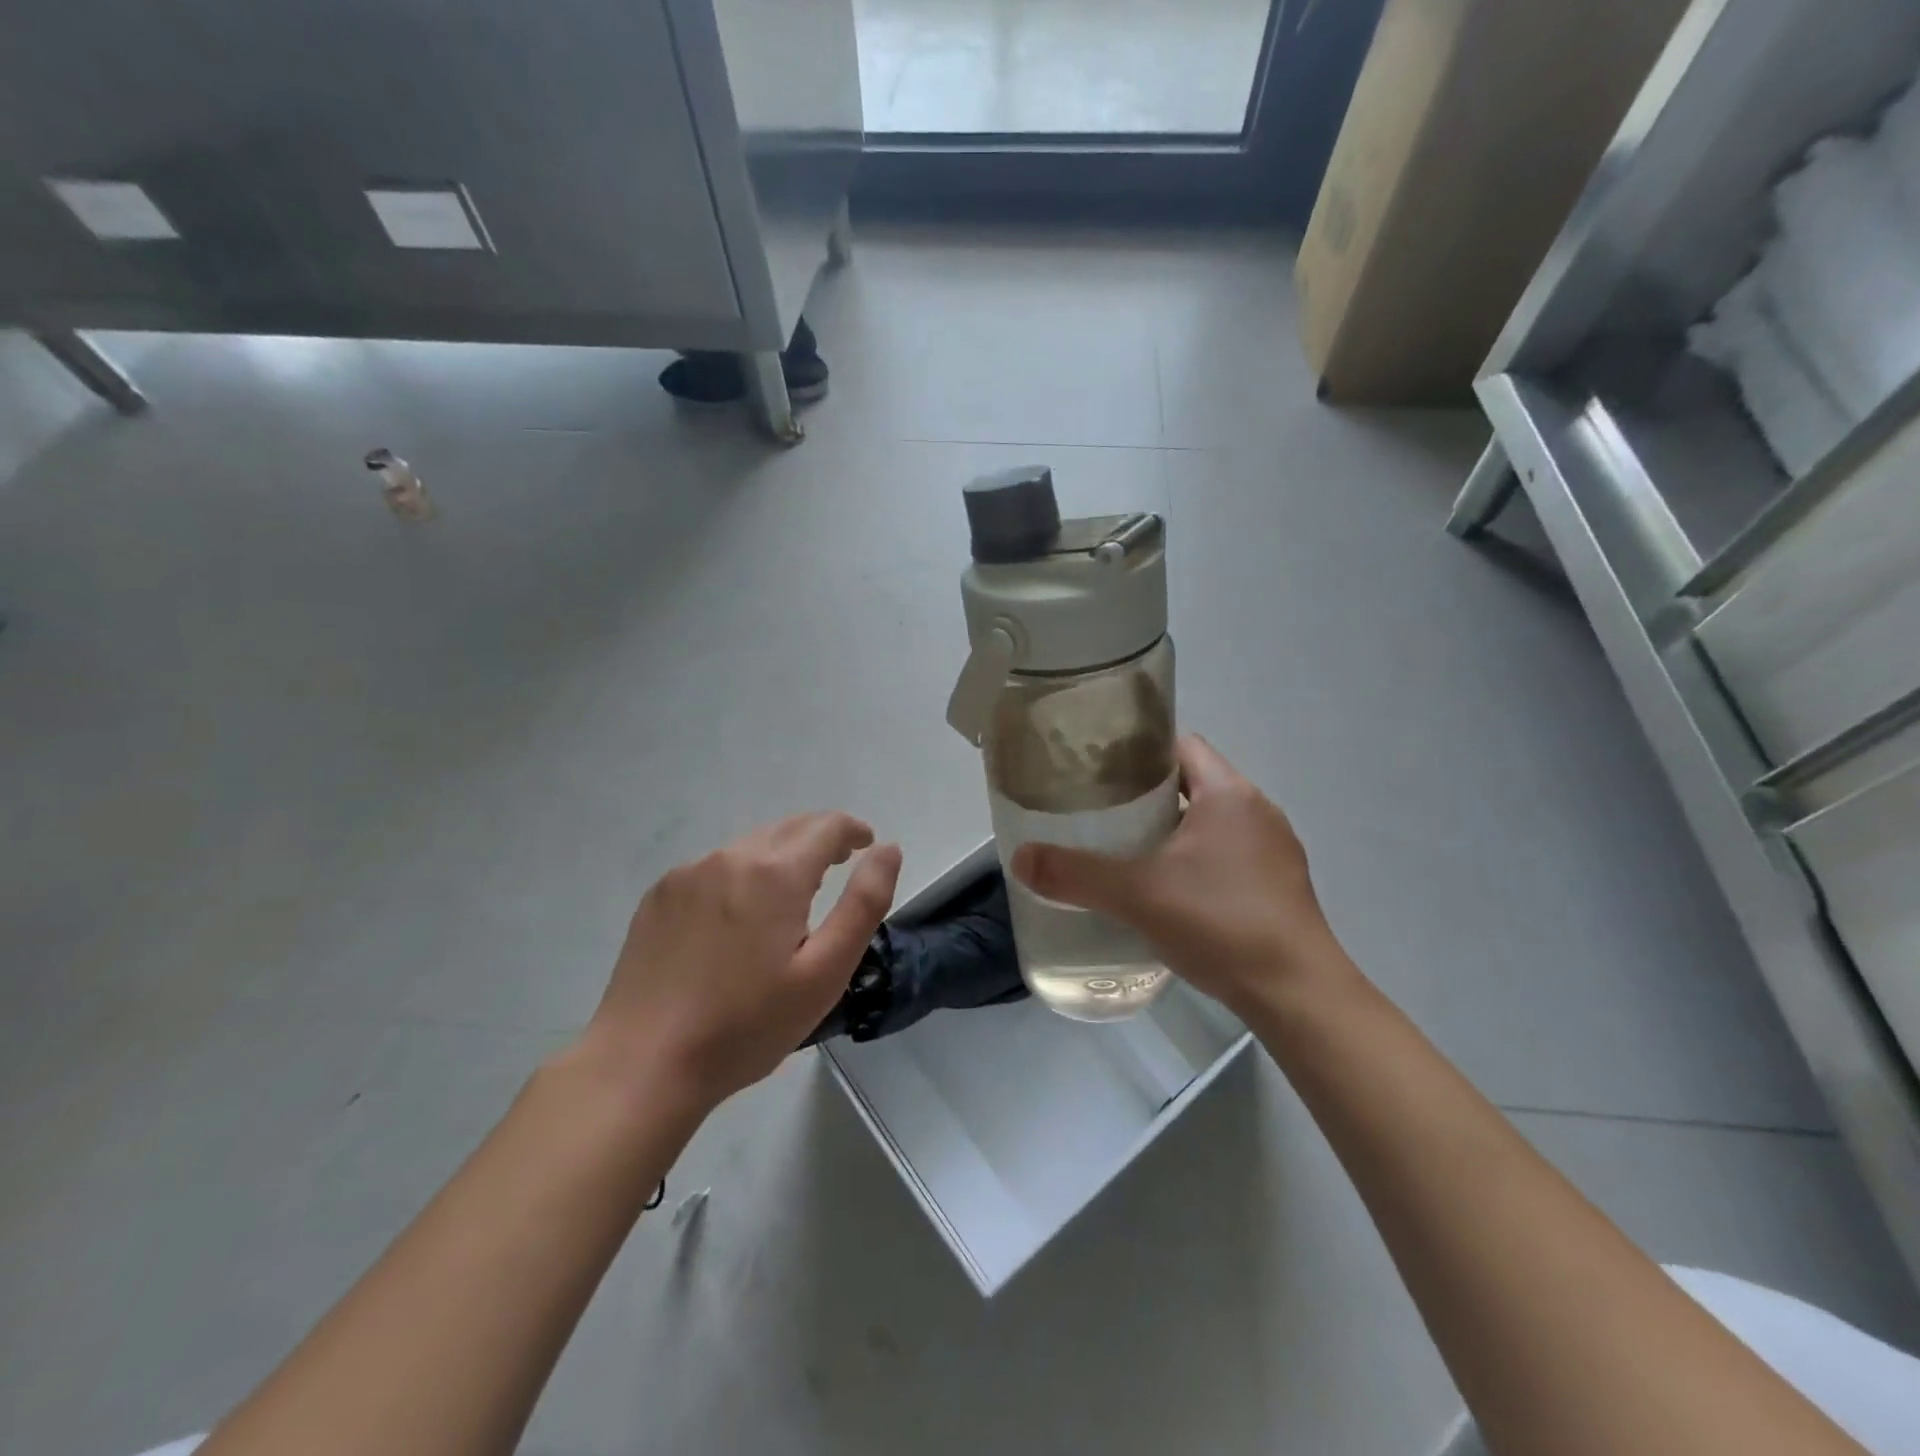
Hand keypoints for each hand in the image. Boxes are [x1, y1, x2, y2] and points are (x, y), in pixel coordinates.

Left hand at [584, 814, 902, 1110]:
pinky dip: (740, 876)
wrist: (643, 1064)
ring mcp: (687, 874)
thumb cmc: (746, 1024)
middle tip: (838, 866)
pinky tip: (736, 919)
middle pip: (787, 828)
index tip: (866, 845)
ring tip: (790, 896)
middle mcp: (730, 857)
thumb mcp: (825, 972)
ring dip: (779, 858)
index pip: (826, 826)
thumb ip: (864, 903)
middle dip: (819, 839)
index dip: (852, 830)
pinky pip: (713, 869)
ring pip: (749, 847)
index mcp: (775, 872)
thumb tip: (887, 849)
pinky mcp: (659, 896)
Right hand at [1012, 736, 1345, 1017]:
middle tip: (1103, 812)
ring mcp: (1275, 849)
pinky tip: (1172, 892)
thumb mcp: (1137, 895)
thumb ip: (1076, 874)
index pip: (1181, 746)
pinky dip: (1199, 860)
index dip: (1140, 751)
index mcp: (1228, 794)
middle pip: (1194, 782)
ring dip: (1174, 829)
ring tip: (1129, 850)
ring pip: (1212, 821)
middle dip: (1149, 793)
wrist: (1297, 993)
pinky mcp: (1280, 885)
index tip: (1101, 770)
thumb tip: (1020, 859)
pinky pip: (1230, 853)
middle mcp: (1258, 810)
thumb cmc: (1220, 923)